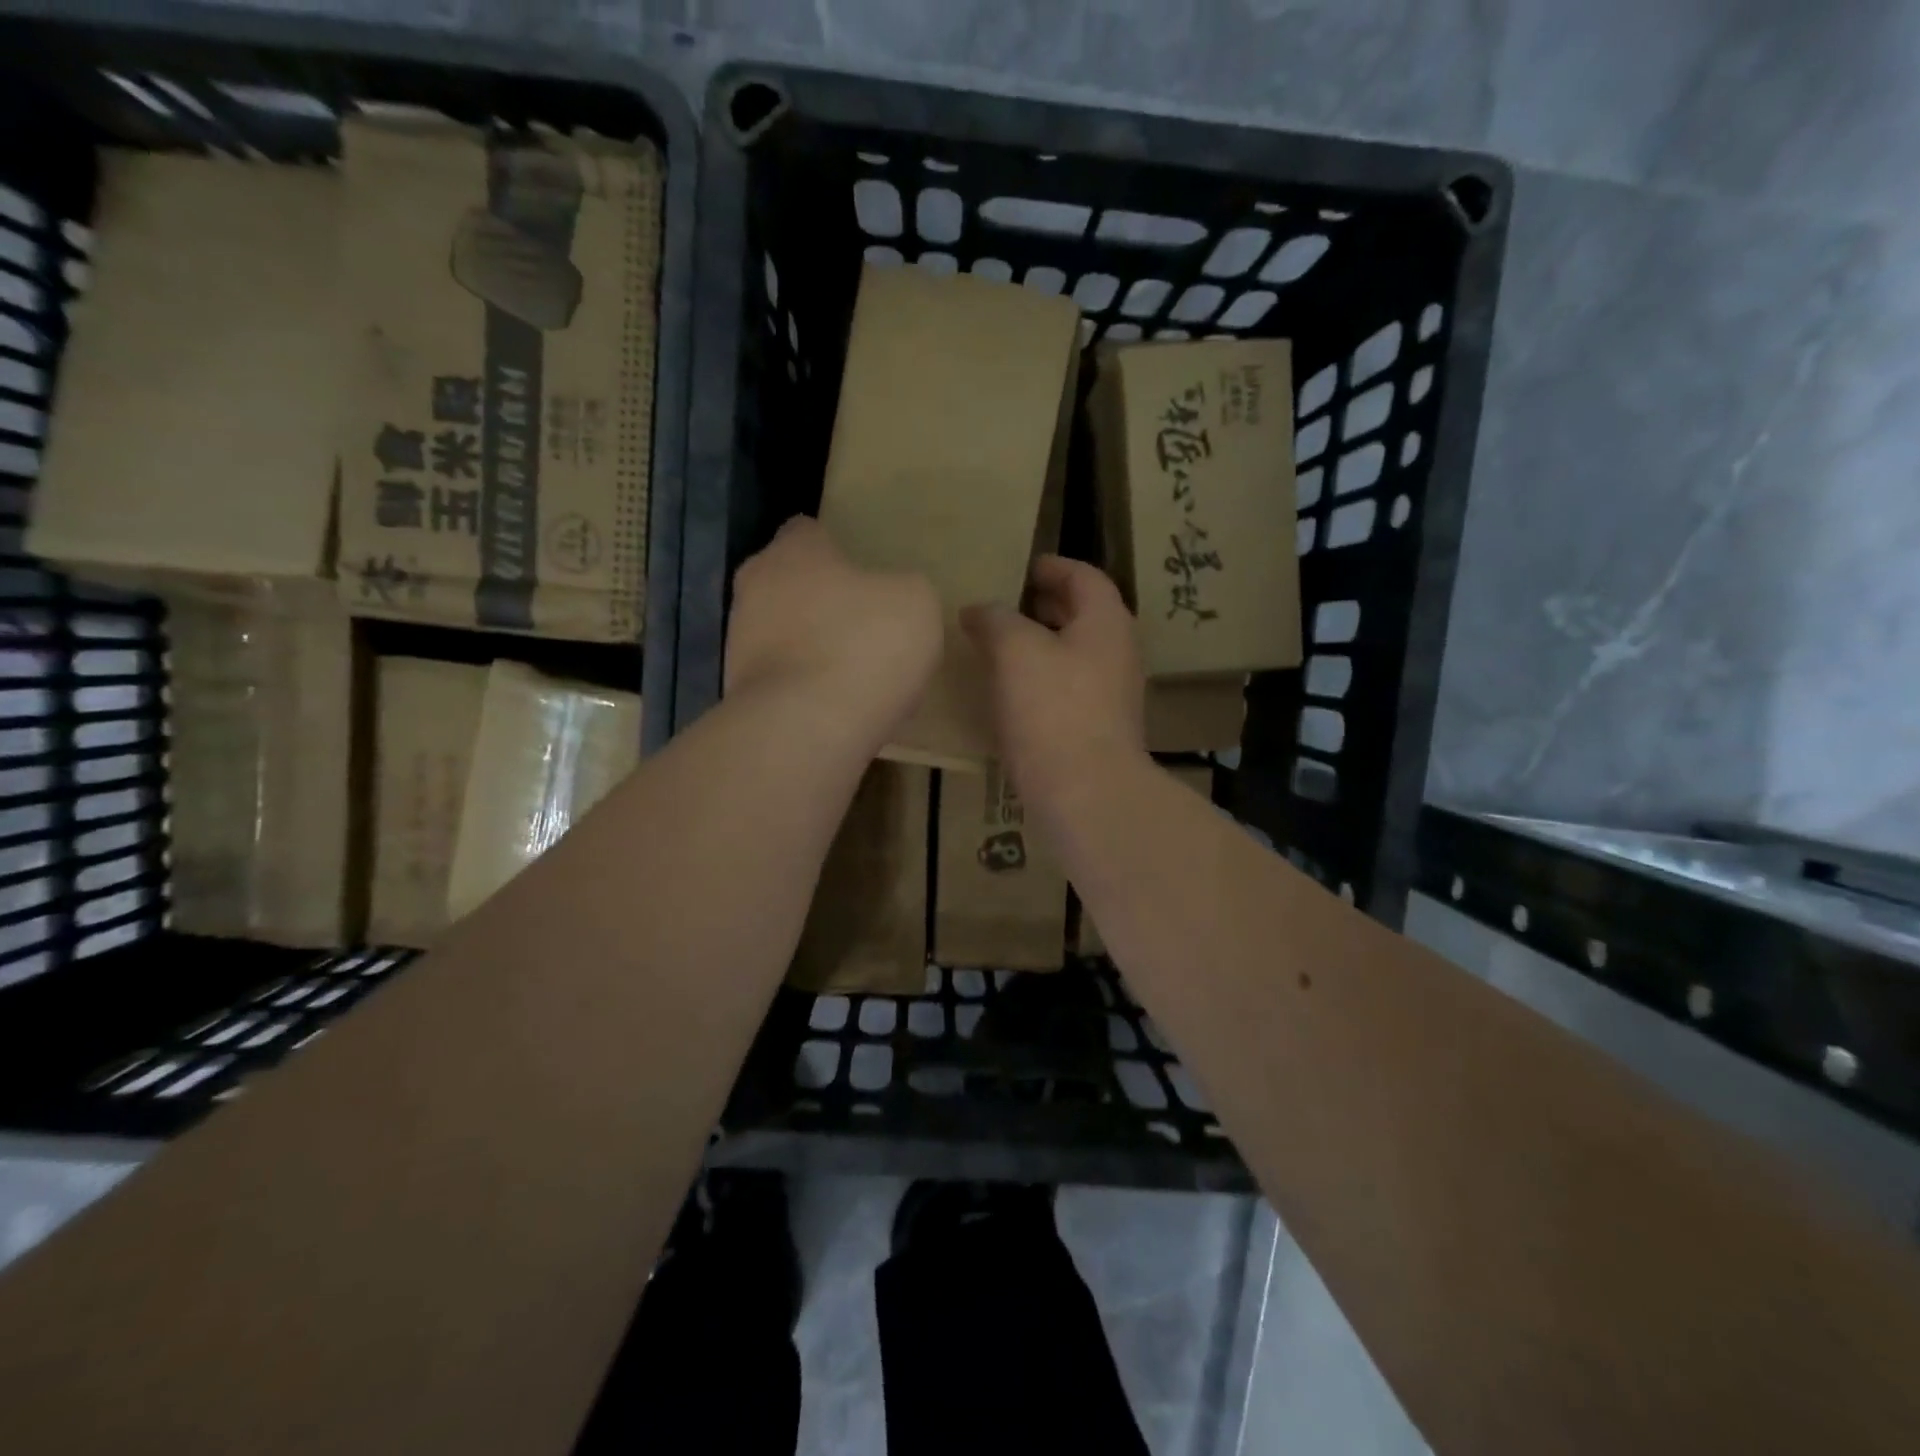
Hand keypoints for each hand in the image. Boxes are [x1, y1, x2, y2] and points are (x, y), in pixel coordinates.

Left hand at [725, 516, 941, 753]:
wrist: (807, 728)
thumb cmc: (864, 645)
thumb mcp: (916, 602)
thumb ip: (904, 589)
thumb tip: (894, 599)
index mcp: (792, 552)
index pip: (807, 532)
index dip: (837, 549)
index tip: (865, 573)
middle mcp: (754, 589)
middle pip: (790, 585)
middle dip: (823, 602)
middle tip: (865, 626)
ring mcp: (740, 645)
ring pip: (784, 636)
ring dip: (814, 649)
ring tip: (857, 678)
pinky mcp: (740, 694)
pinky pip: (784, 682)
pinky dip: (808, 691)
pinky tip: (840, 711)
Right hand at [961, 555, 1146, 808]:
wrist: (1085, 793)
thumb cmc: (1053, 710)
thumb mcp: (1015, 651)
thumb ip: (995, 620)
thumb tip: (978, 611)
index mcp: (1106, 623)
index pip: (1084, 577)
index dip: (1052, 567)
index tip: (1022, 567)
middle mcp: (1117, 653)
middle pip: (1082, 615)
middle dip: (1044, 606)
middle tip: (1004, 605)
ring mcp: (1111, 695)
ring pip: (1074, 654)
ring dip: (1040, 645)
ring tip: (998, 647)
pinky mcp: (1097, 729)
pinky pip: (1068, 689)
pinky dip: (1041, 679)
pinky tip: (1010, 692)